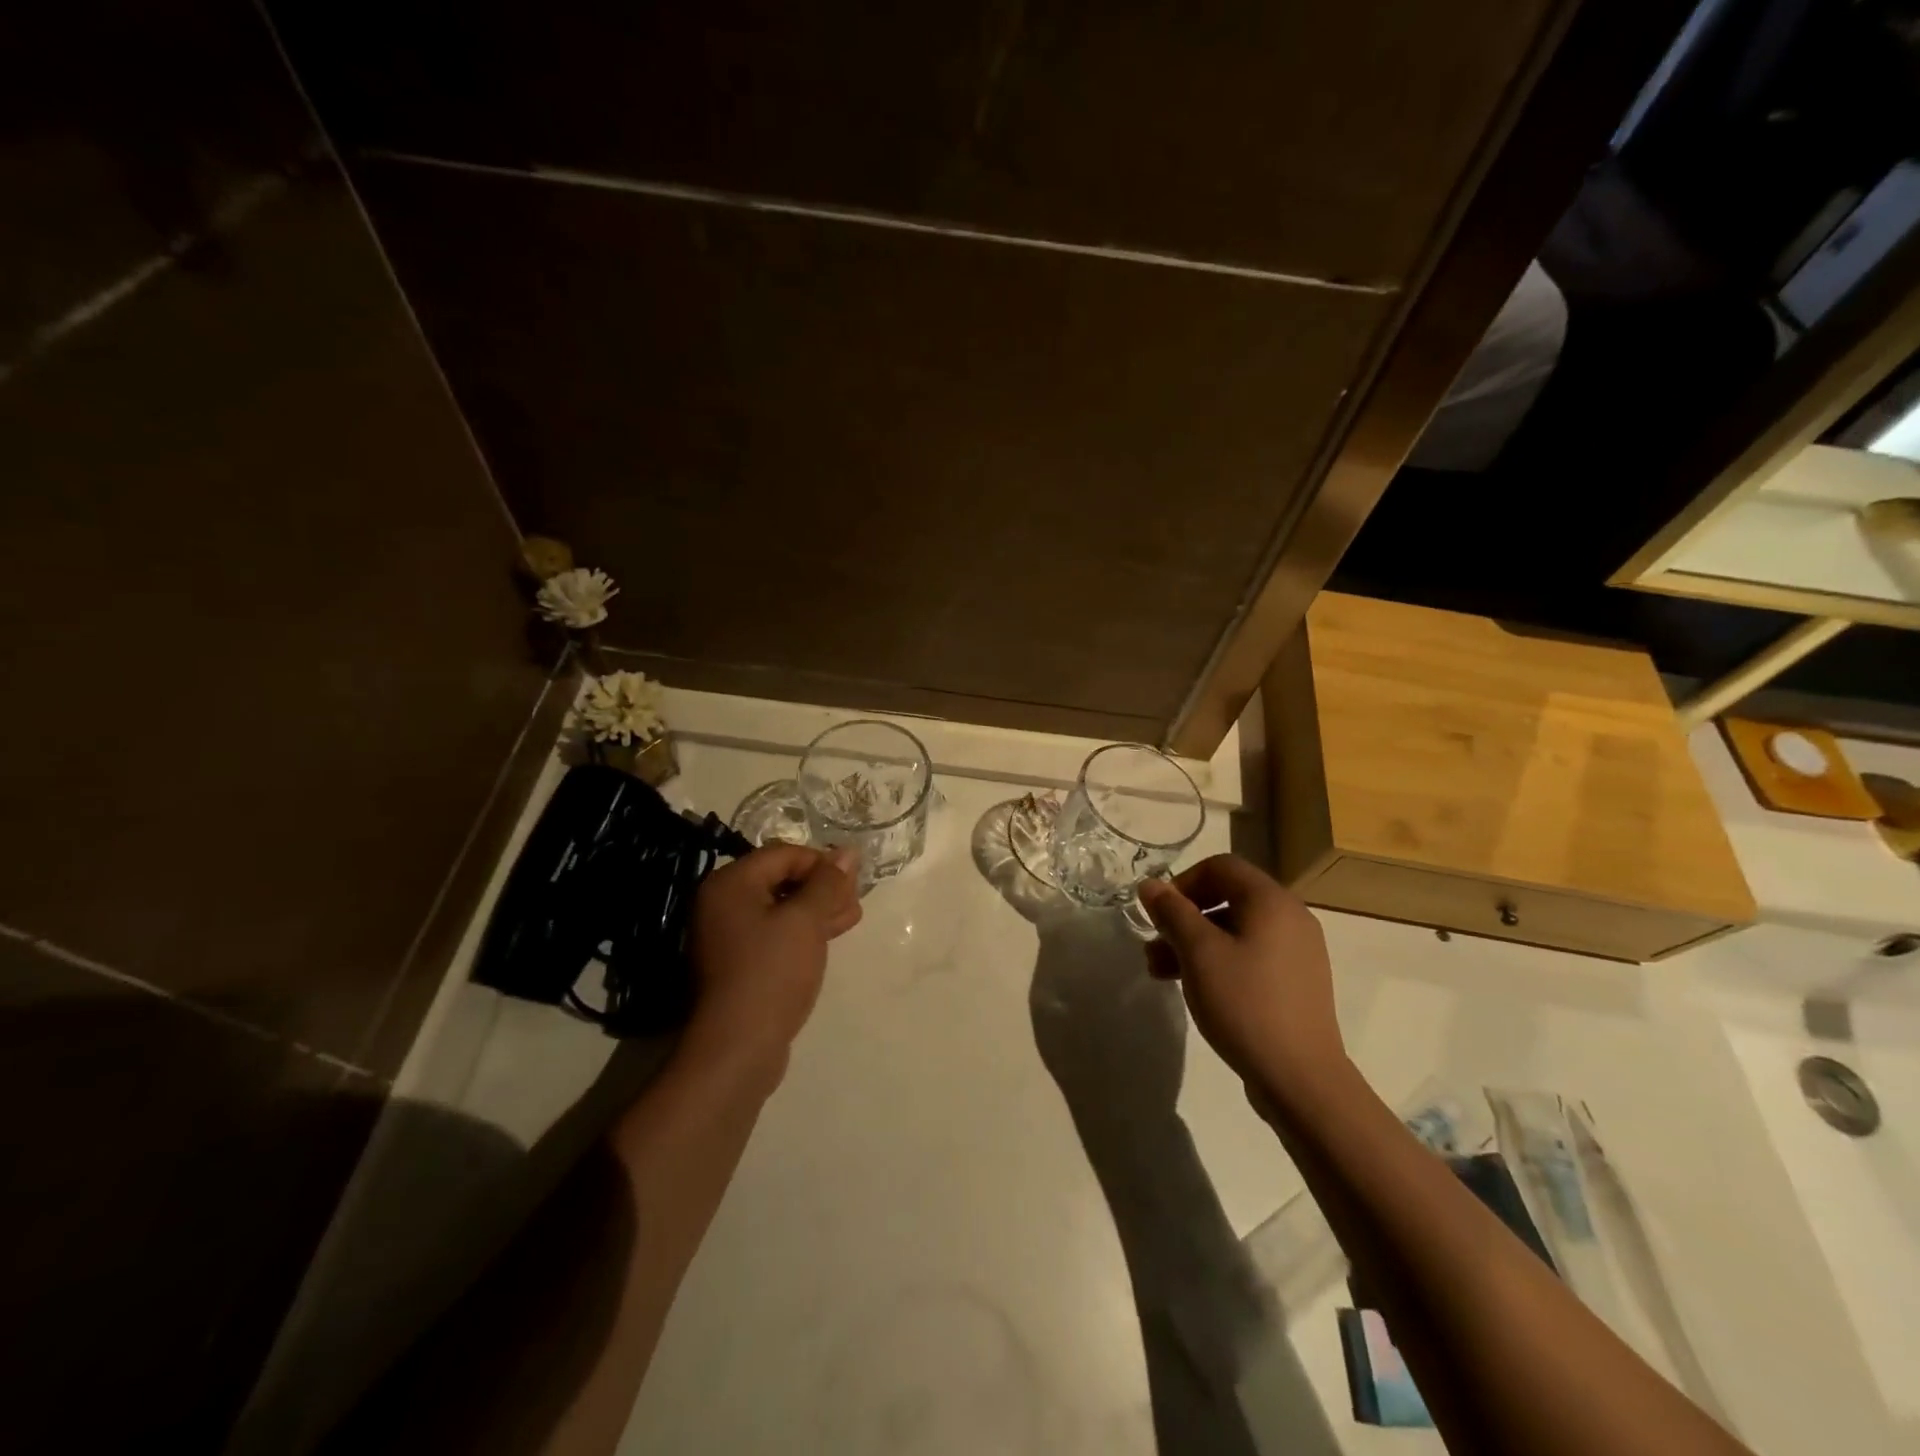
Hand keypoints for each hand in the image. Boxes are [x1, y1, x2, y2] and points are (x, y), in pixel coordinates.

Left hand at [681, 843, 861, 1087]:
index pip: (784, 854)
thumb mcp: (806, 921)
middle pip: (781, 879)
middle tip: (856, 901)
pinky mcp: (739, 963)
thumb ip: (828, 883)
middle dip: (822, 887)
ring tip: (852, 918)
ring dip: (817, 909)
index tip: (853, 882)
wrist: (737, 1048)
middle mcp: (723, 903)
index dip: (822, 863)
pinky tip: (830, 936)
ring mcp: (728, 935)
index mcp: (731, 884)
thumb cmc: (771, 972)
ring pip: (781, 908)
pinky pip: (775, 933)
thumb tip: (848, 852)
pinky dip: (803, 931)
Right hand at [1137, 855, 1347, 1097]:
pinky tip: (1196, 989)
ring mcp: (1298, 951)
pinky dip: (1219, 961)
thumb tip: (1151, 885)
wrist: (1301, 1078)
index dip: (1183, 882)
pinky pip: (1250, 955)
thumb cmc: (1244, 1003)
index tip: (1158, 914)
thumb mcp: (1198, 953)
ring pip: (1235, 930)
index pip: (1220, 866)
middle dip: (1183, 918)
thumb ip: (1172, 912)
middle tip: (1154, 947)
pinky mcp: (1296, 982)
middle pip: (1227, 898)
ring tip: (1161, 973)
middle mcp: (1290, 917)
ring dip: (1194, 943)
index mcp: (1271, 901)